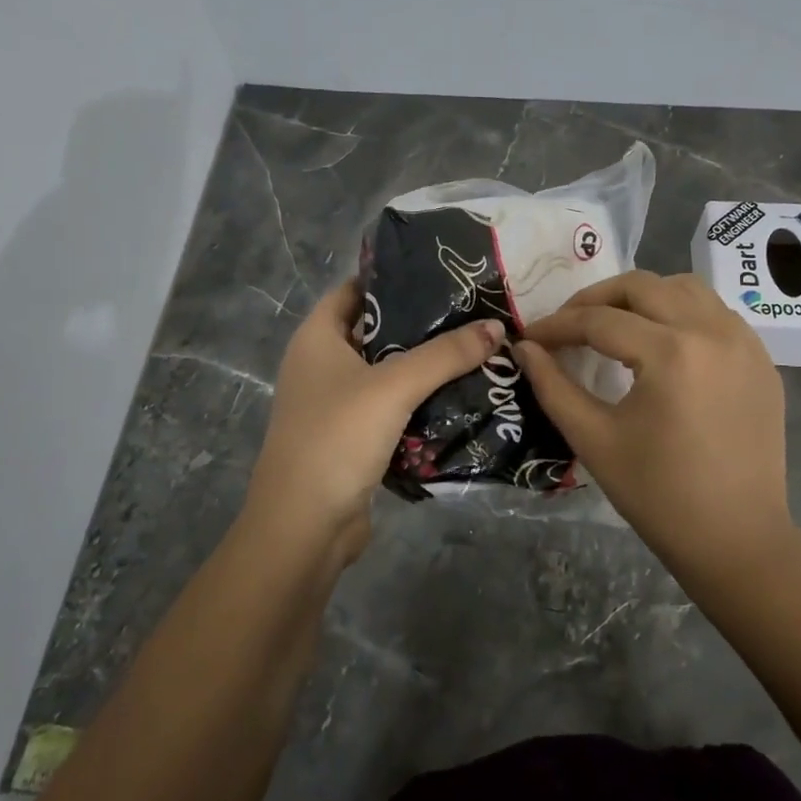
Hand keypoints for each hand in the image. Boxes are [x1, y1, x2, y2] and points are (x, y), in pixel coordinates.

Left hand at [243, 280, 504, 562]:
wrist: (304, 527)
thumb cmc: (337, 438)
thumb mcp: (394, 387)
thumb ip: (445, 354)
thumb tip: (496, 326)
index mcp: (317, 338)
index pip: (355, 290)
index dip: (393, 278)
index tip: (441, 274)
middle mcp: (321, 365)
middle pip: (376, 331)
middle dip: (421, 324)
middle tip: (472, 312)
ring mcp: (335, 404)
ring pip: (386, 372)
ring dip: (424, 366)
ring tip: (475, 348)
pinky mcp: (352, 437)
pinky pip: (390, 408)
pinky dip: (419, 401)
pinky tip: (459, 395)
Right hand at [518, 271, 794, 580]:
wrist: (737, 540)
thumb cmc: (659, 496)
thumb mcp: (594, 439)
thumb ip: (553, 386)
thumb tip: (524, 348)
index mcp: (672, 353)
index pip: (600, 321)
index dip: (557, 326)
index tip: (530, 336)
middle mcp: (713, 332)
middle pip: (643, 286)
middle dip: (596, 299)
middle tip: (567, 326)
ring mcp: (745, 342)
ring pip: (685, 288)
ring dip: (643, 296)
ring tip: (614, 324)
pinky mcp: (761, 359)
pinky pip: (715, 313)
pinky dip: (681, 313)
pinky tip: (662, 343)